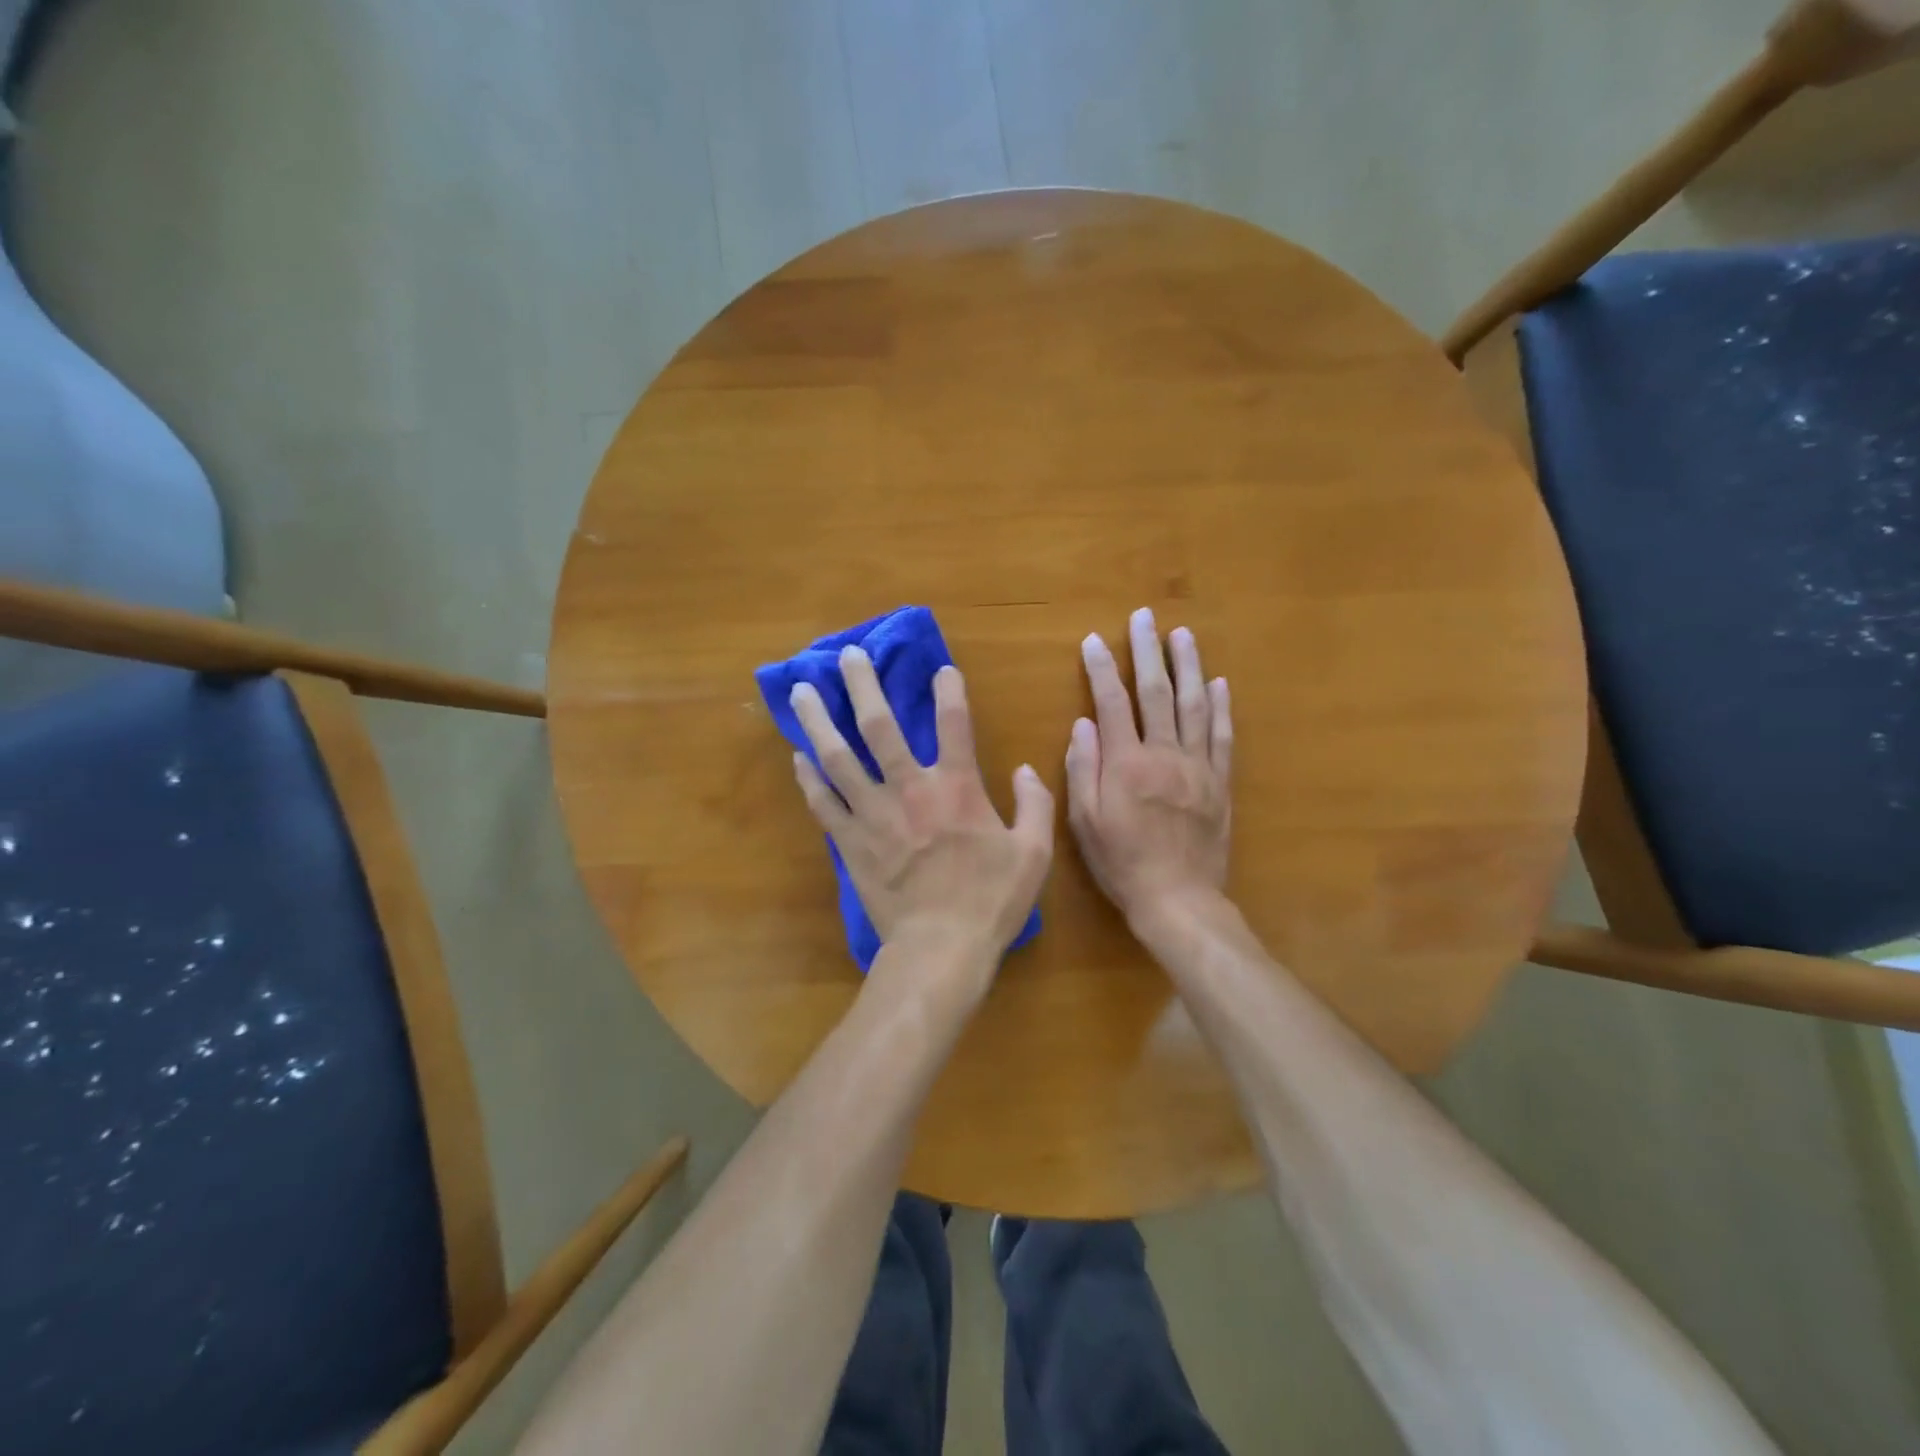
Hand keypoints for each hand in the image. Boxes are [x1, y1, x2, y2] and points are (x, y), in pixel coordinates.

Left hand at [788, 647, 1053, 972]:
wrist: (940, 949)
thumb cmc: (991, 901)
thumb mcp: (1034, 853)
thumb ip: (1035, 805)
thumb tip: (1025, 770)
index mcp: (957, 788)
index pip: (955, 724)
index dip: (950, 691)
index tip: (941, 668)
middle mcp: (909, 789)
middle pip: (880, 727)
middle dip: (862, 686)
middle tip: (846, 655)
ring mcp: (873, 815)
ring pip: (838, 758)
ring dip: (818, 721)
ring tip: (800, 692)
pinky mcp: (850, 843)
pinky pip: (823, 804)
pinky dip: (809, 779)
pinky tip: (798, 757)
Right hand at [1067, 608, 1232, 926]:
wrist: (1178, 899)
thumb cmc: (1122, 863)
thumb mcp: (1085, 823)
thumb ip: (1083, 769)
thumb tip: (1084, 723)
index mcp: (1126, 763)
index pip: (1112, 703)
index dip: (1102, 668)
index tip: (1094, 640)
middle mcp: (1164, 754)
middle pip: (1157, 692)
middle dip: (1149, 651)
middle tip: (1146, 617)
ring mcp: (1198, 767)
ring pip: (1195, 705)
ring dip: (1189, 666)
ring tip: (1183, 635)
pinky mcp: (1220, 783)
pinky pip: (1222, 737)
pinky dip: (1221, 708)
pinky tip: (1220, 684)